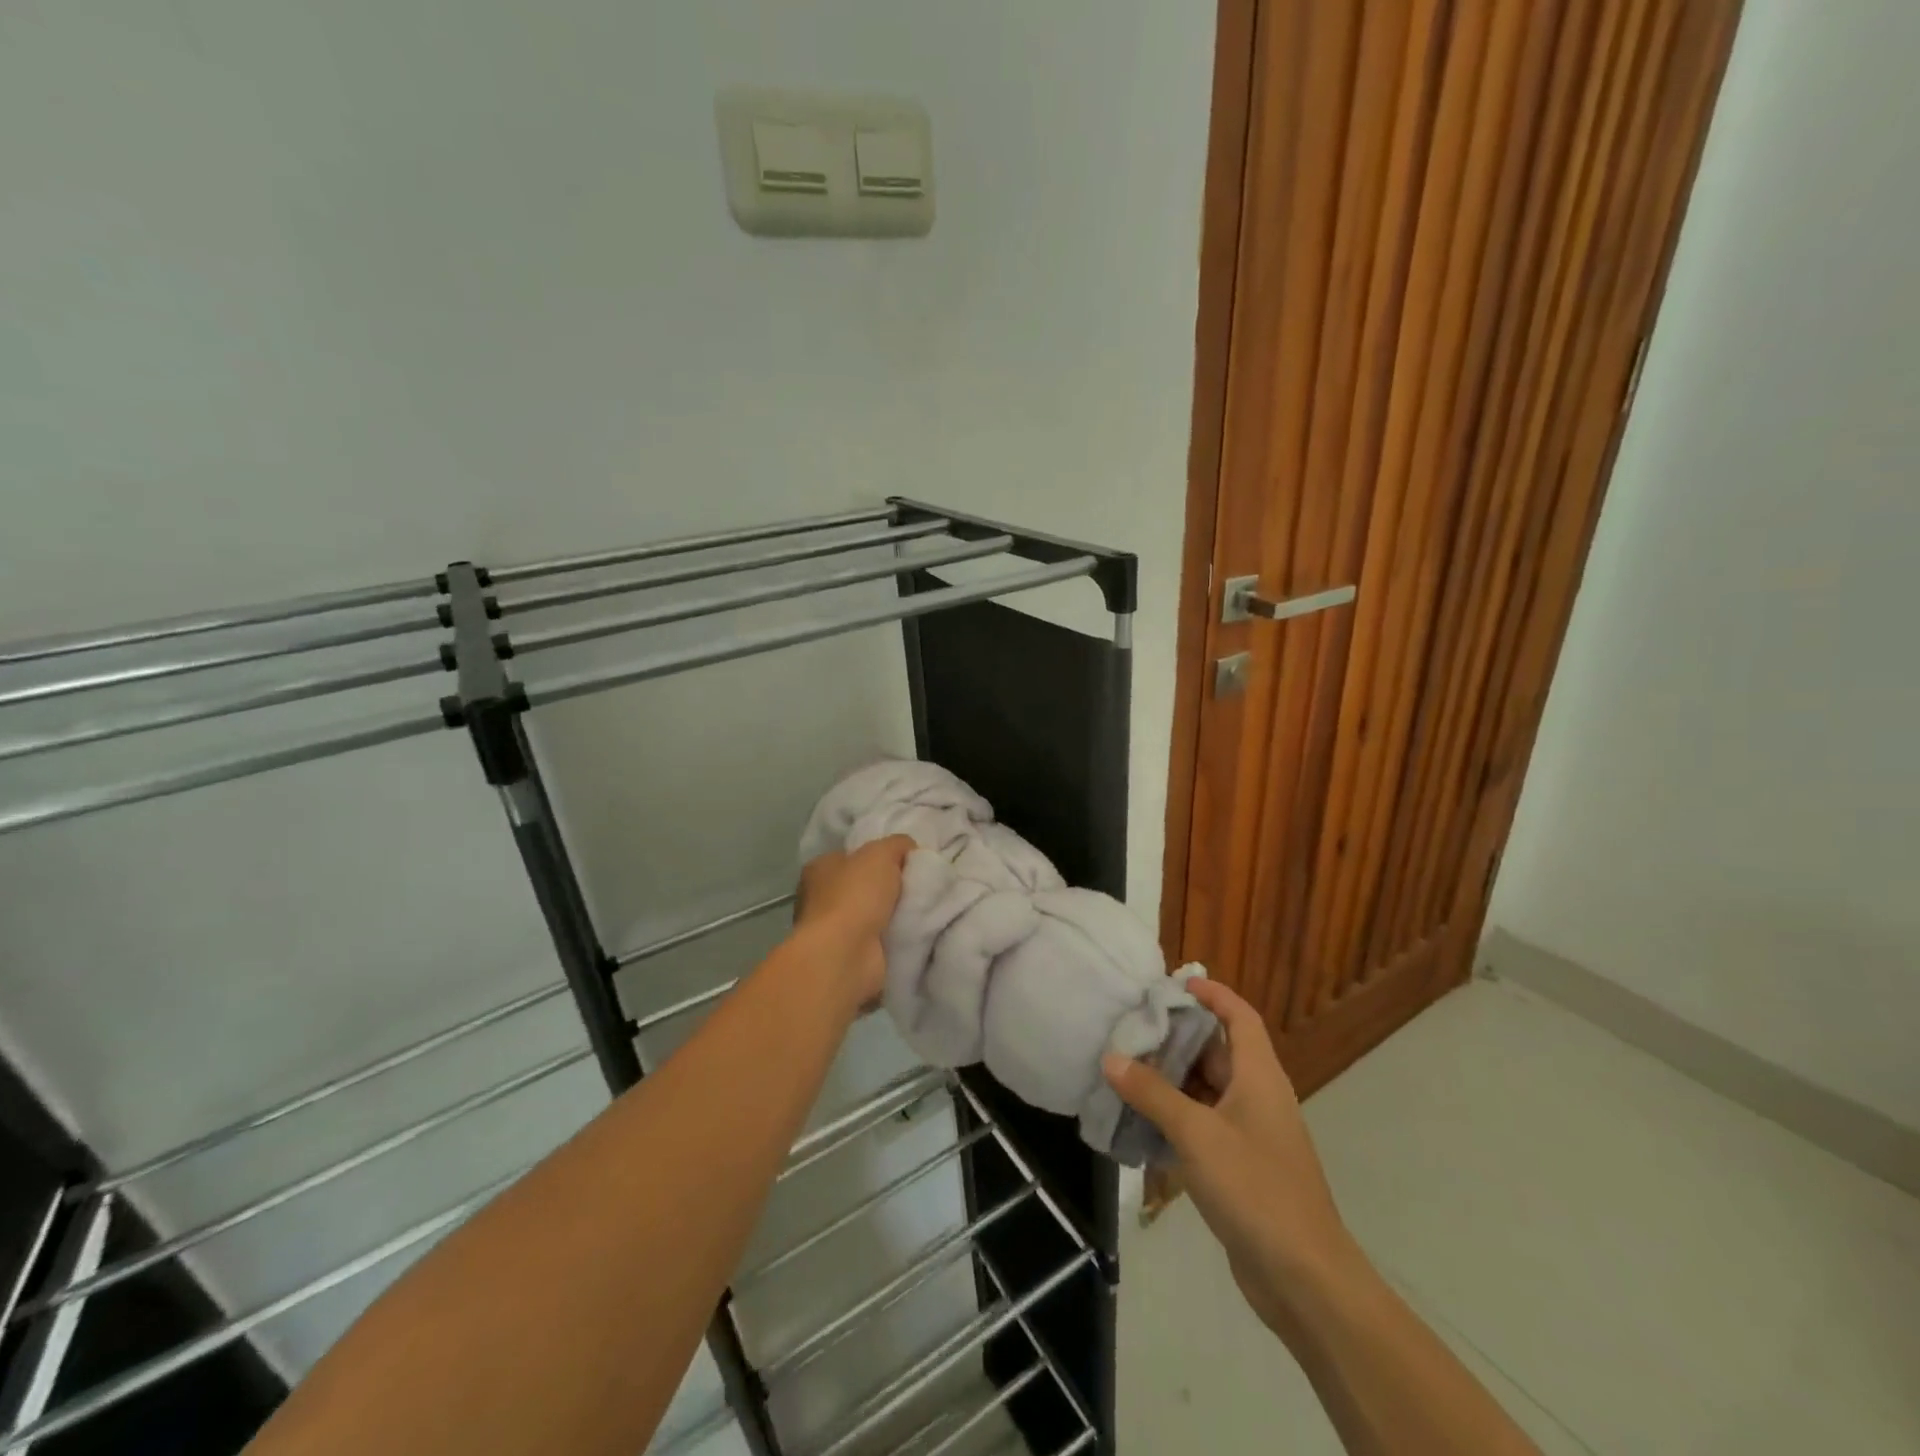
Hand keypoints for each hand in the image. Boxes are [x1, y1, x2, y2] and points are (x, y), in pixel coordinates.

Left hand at [794, 835, 914, 1008]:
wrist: (847, 955)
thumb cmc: (856, 895)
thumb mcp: (881, 853)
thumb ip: (897, 844)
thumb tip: (908, 847)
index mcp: (820, 868)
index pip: (853, 856)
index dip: (879, 856)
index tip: (906, 861)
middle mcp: (821, 898)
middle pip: (865, 885)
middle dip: (890, 887)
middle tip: (920, 885)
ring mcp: (833, 930)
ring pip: (874, 914)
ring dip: (895, 914)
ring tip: (924, 908)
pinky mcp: (849, 956)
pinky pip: (880, 939)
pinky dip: (895, 936)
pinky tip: (915, 931)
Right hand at [1103, 978, 1358, 1338]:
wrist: (1304, 1279)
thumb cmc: (1255, 1189)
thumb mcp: (1197, 1134)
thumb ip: (1152, 1093)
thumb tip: (1111, 1058)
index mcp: (1259, 1076)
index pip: (1240, 1017)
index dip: (1213, 994)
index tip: (1175, 983)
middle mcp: (1257, 1097)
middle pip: (1218, 1051)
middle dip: (1178, 1037)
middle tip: (1132, 1026)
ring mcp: (1250, 1134)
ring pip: (1207, 1090)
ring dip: (1171, 1079)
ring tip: (1125, 1067)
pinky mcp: (1240, 1167)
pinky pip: (1203, 1125)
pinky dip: (1174, 1117)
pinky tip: (1140, 1121)